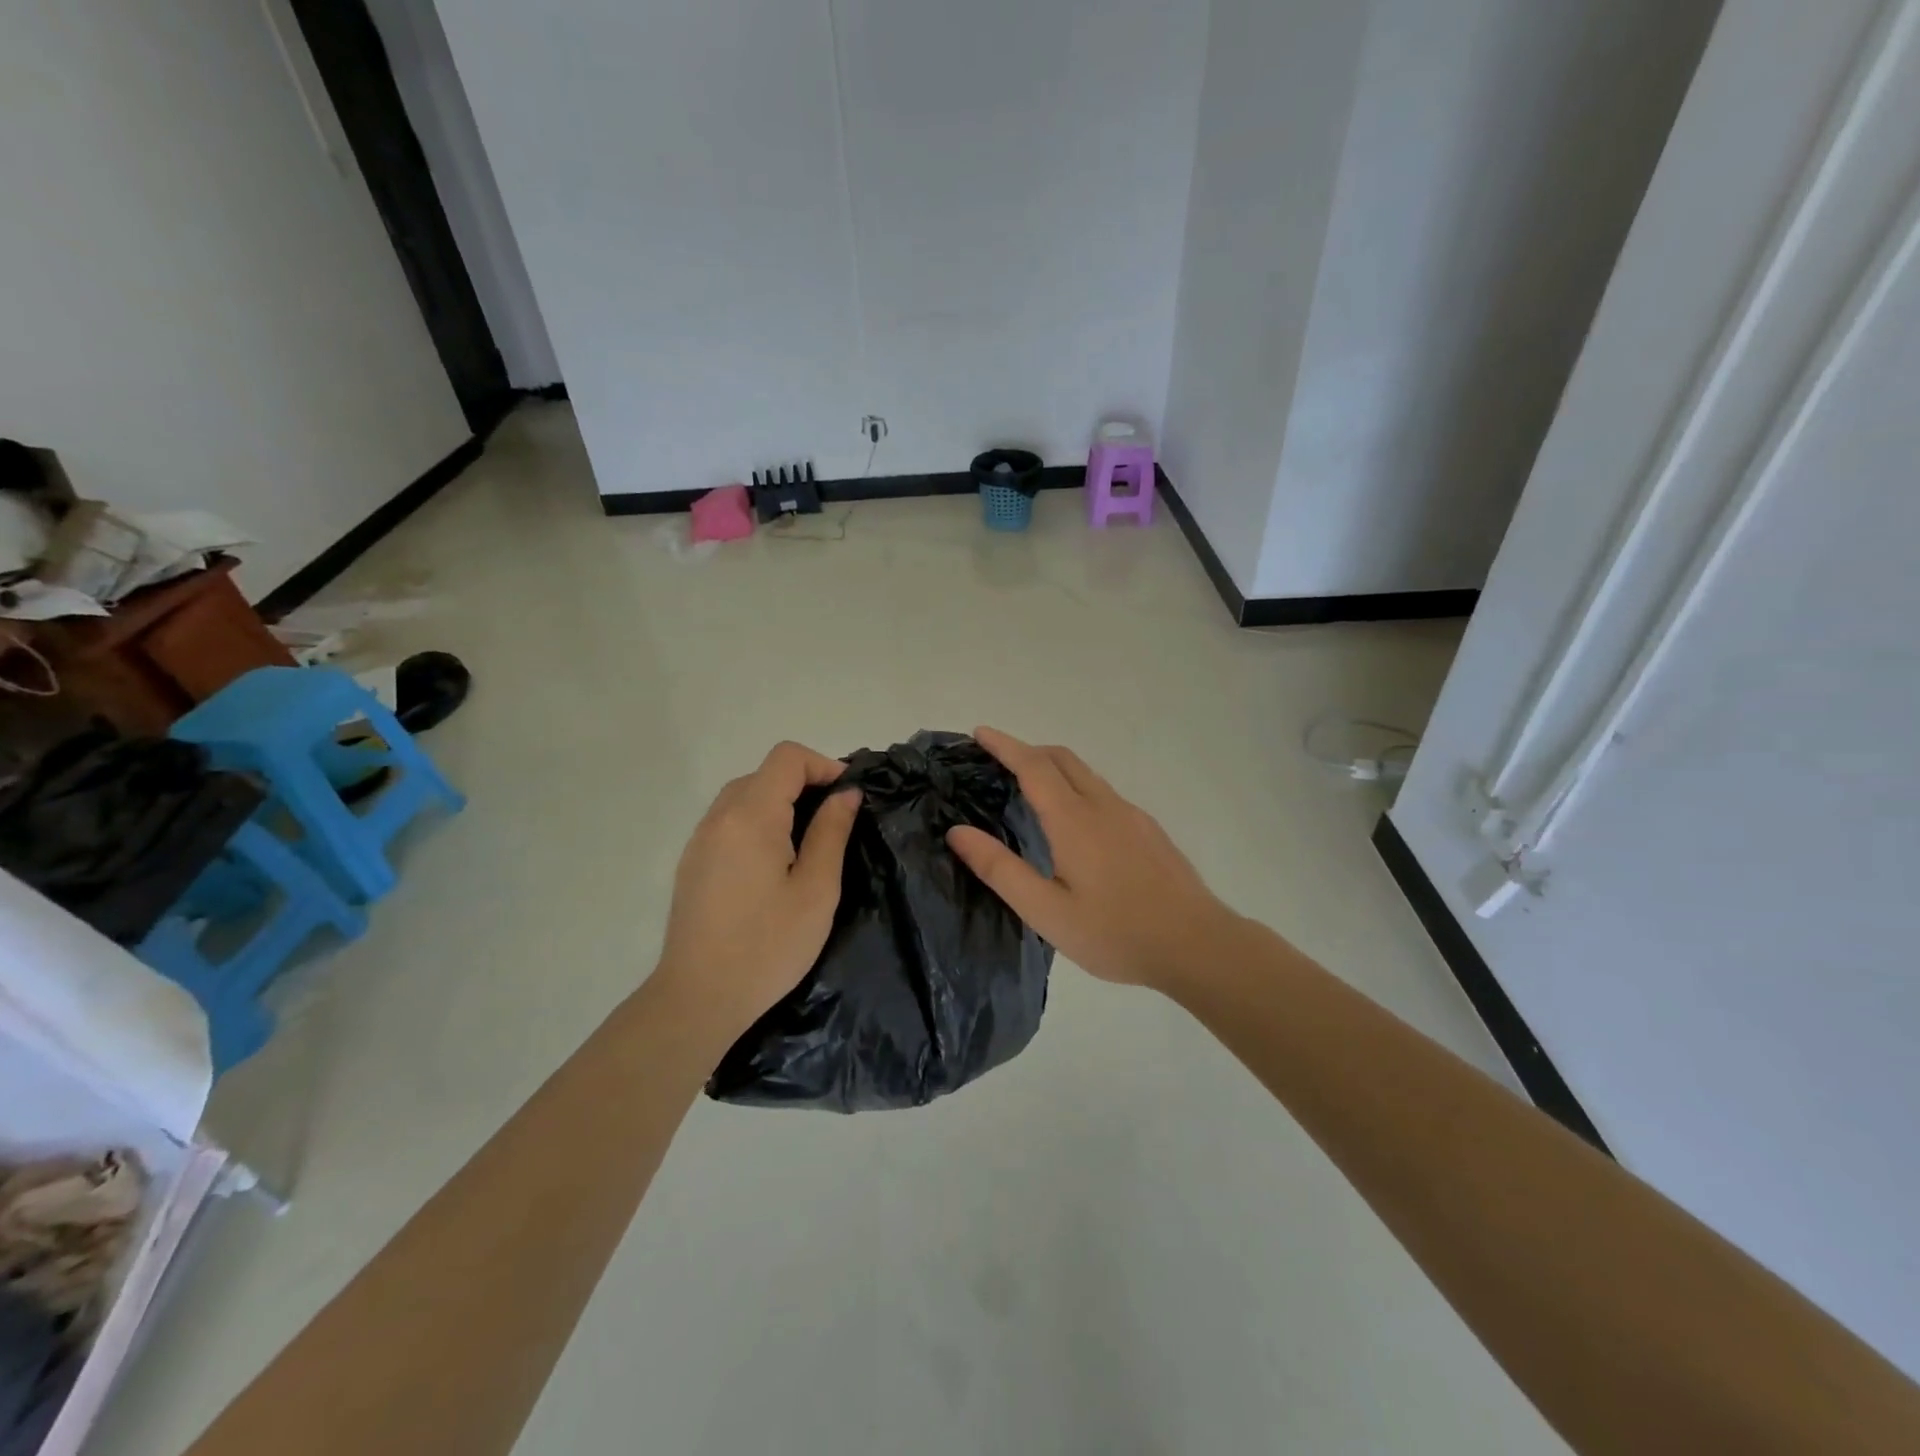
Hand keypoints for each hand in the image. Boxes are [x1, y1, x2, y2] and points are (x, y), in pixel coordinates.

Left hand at [653, 741, 860, 1043]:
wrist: (699, 999)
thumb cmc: (768, 946)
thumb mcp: (816, 890)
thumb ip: (831, 832)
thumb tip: (846, 793)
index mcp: (751, 817)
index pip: (787, 758)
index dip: (823, 765)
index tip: (849, 796)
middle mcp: (719, 817)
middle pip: (764, 773)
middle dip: (804, 784)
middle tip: (835, 821)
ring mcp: (700, 840)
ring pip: (744, 795)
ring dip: (780, 803)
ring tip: (808, 842)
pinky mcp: (692, 862)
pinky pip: (729, 821)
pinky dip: (758, 822)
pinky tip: (773, 863)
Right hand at [945, 727, 1240, 991]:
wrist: (1197, 944)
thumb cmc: (1115, 932)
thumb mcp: (1046, 911)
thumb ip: (1000, 869)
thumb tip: (958, 832)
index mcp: (1074, 820)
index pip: (1033, 766)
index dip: (1005, 745)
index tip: (980, 732)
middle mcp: (1104, 806)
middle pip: (1062, 759)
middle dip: (1028, 750)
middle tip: (999, 761)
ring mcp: (1132, 815)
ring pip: (1087, 775)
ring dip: (1055, 768)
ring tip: (1032, 790)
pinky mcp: (1149, 830)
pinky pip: (1104, 793)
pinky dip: (1078, 788)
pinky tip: (1077, 825)